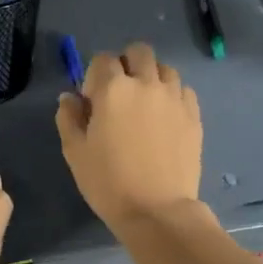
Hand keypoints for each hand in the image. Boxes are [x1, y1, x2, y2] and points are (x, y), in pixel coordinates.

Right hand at [56, 42, 202, 231]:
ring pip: (164, 68)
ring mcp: (174, 98)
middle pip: (139, 52)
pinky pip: (183, 90)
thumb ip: (69, 117)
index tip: (92, 100)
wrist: (157, 211)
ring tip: (145, 103)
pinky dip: (172, 95)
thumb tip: (70, 97)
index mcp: (113, 89)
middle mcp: (146, 84)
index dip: (94, 75)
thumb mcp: (75, 151)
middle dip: (127, 63)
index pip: (103, 59)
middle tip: (120, 92)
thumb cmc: (108, 182)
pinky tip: (164, 116)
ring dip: (152, 77)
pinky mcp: (193, 115)